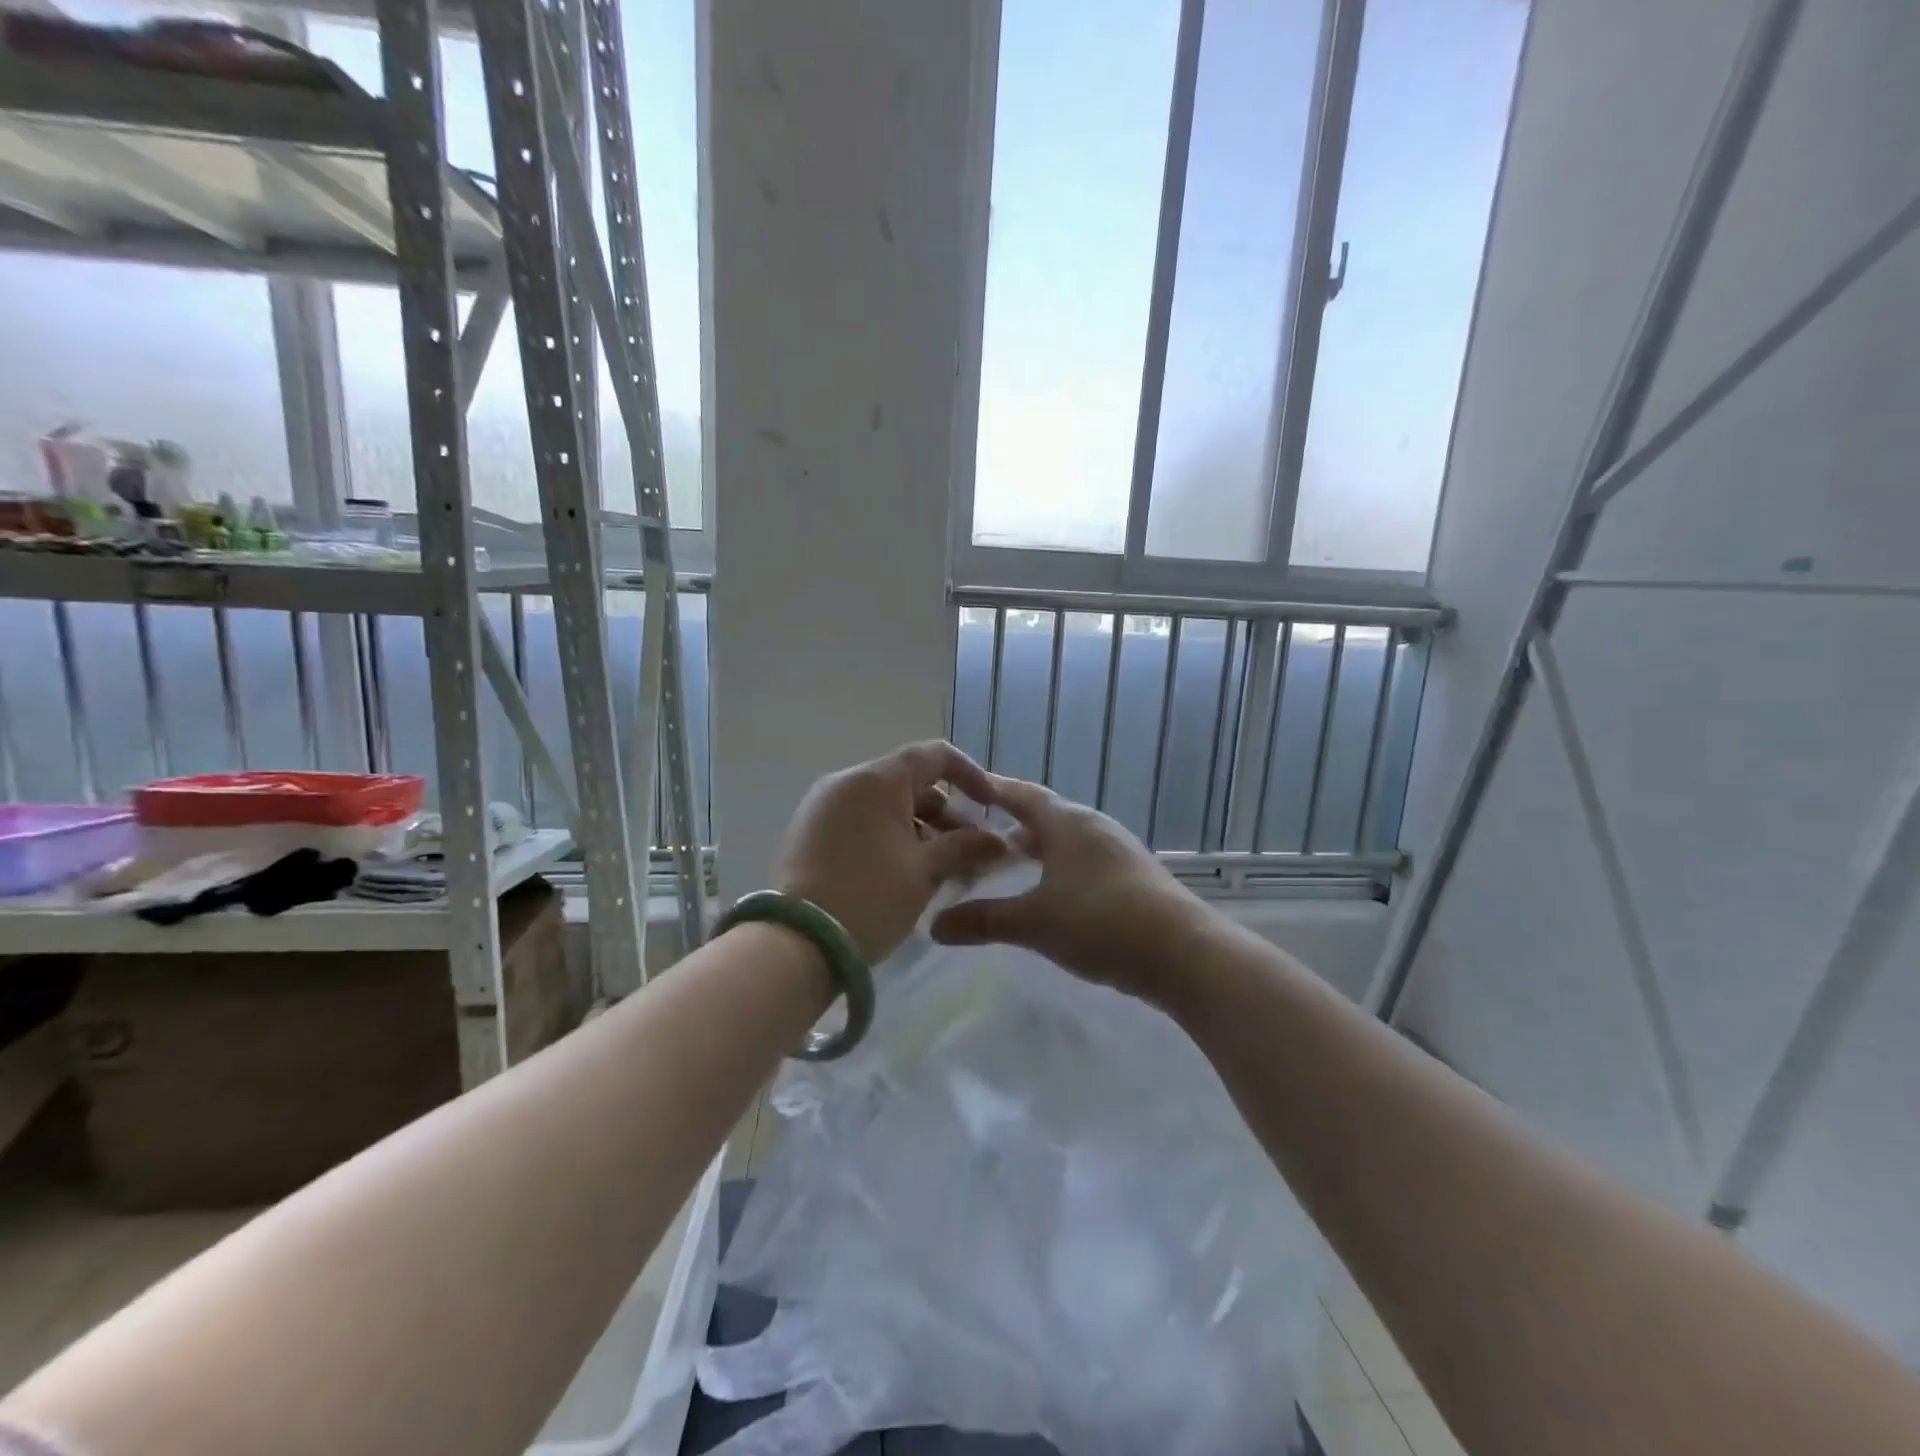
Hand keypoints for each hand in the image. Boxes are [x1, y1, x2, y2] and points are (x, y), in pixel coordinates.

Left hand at [773, 741, 1008, 964]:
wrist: (797, 942)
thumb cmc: (871, 896)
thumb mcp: (925, 871)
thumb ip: (965, 847)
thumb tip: (998, 841)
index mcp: (876, 780)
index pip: (933, 755)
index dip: (970, 774)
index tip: (990, 806)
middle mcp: (846, 782)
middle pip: (908, 782)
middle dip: (945, 812)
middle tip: (969, 849)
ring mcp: (821, 806)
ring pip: (883, 805)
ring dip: (918, 828)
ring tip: (940, 867)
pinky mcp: (807, 833)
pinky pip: (858, 822)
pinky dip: (887, 836)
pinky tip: (903, 871)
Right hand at [929, 773, 1210, 1005]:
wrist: (1183, 952)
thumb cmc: (1099, 923)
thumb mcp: (1033, 923)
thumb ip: (983, 921)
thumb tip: (934, 926)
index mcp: (1065, 822)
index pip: (1020, 794)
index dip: (992, 790)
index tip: (965, 787)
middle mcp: (1092, 826)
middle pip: (1044, 815)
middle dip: (1011, 823)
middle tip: (978, 835)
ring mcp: (1118, 849)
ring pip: (1067, 839)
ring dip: (1038, 847)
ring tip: (1011, 863)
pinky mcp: (1134, 874)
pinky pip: (1085, 859)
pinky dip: (1060, 866)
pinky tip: (1054, 893)